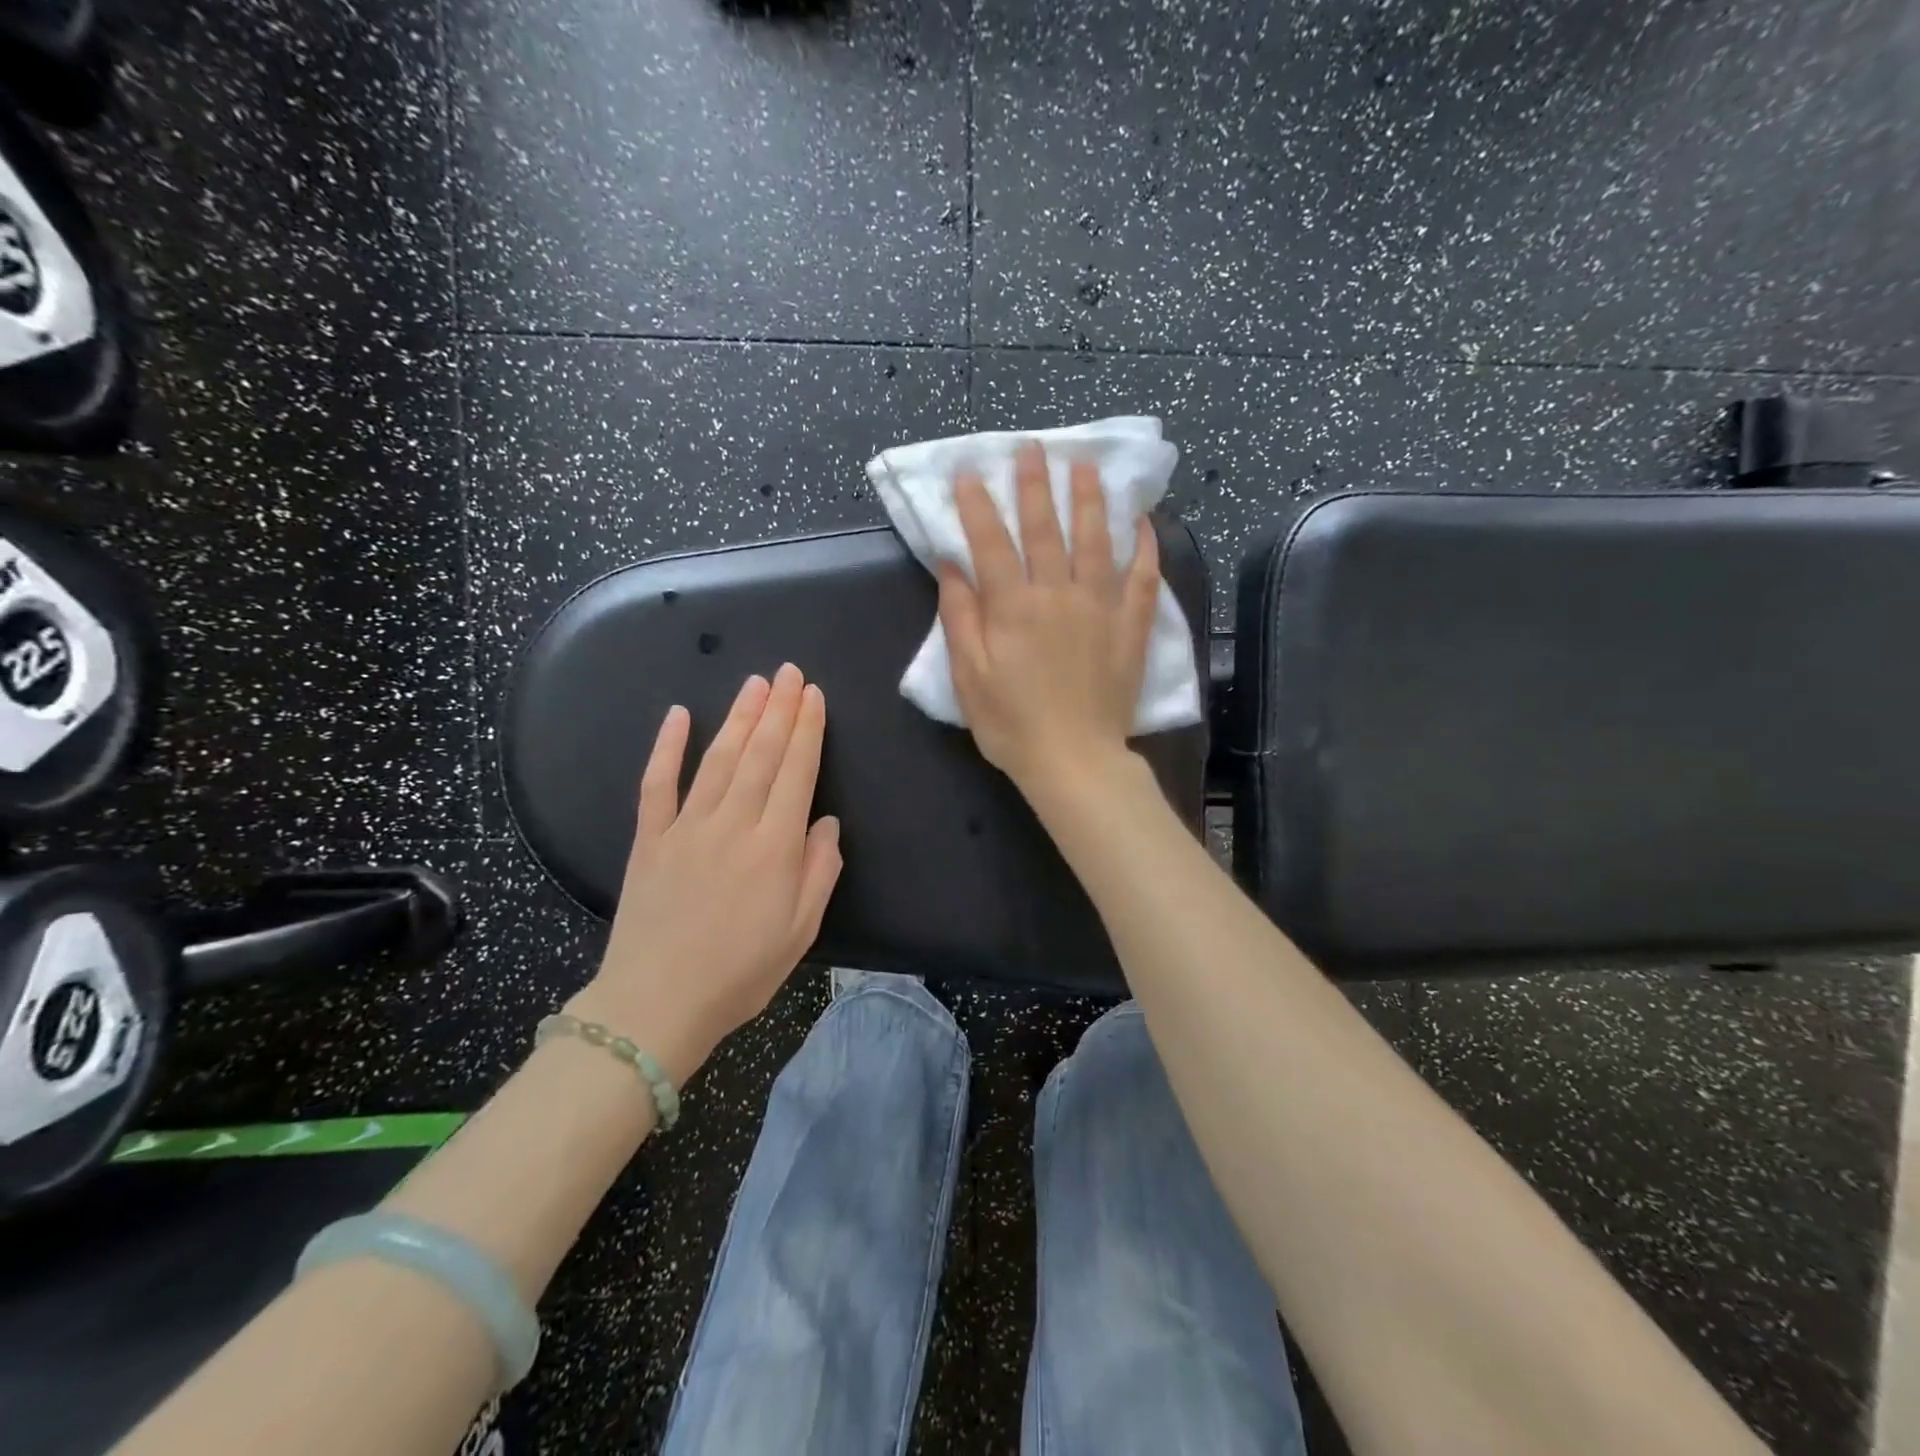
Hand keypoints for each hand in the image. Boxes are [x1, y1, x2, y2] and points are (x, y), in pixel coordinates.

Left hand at [572, 665, 842, 1084]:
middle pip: (759, 755)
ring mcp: (686, 827)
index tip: (813, 695)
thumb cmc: (740, 972)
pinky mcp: (649, 838)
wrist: (657, 1004)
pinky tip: (677, 715)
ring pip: (717, 759)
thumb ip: (819, 870)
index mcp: (774, 846)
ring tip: (754, 683)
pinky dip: (667, 747)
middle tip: (788, 671)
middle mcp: (732, 824)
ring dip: (737, 717)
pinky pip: (657, 783)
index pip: (796, 773)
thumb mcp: (801, 930)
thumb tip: (825, 822)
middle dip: (778, 709)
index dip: (806, 730)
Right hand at [937, 440, 1160, 797]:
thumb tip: (951, 566)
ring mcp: (1100, 607)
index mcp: (1013, 608)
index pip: (991, 543)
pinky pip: (1143, 578)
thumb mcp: (968, 677)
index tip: (970, 473)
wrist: (1074, 760)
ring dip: (1089, 499)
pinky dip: (1144, 546)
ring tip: (1085, 464)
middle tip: (1033, 448)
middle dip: (1035, 486)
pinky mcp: (1130, 627)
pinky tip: (1142, 521)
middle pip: (1045, 529)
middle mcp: (1058, 595)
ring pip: (1096, 541)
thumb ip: (960, 617)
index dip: (979, 506)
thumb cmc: (1011, 725)